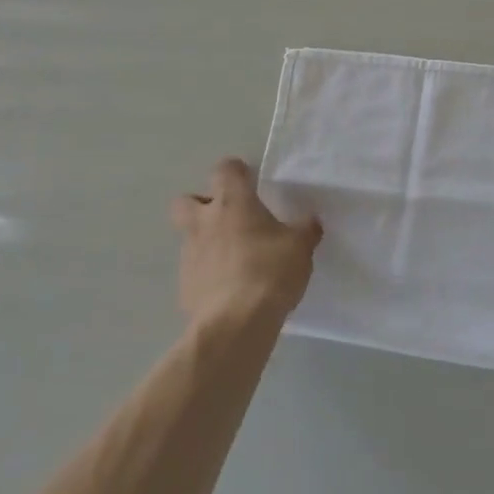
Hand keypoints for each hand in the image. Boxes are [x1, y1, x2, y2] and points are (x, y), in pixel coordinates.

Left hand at [172, 158, 321, 332]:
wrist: (235, 324)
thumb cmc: (270, 272)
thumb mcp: (300, 247)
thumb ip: (305, 230)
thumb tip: (310, 221)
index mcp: (233, 203)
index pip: (224, 169)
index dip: (236, 172)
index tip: (250, 181)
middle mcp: (204, 223)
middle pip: (185, 200)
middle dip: (201, 205)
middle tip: (228, 218)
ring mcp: (189, 255)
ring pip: (189, 238)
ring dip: (207, 242)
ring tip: (236, 259)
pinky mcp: (184, 287)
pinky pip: (194, 271)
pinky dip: (208, 274)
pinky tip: (229, 289)